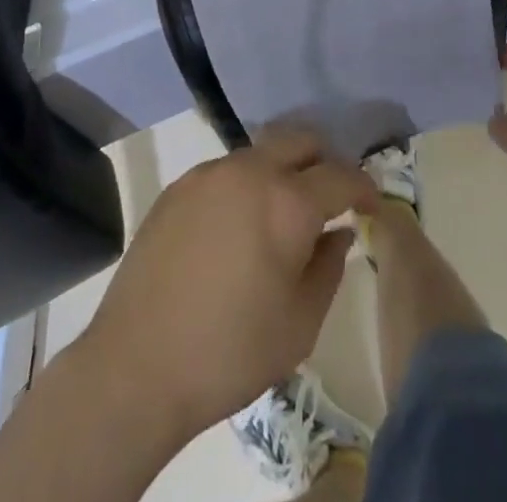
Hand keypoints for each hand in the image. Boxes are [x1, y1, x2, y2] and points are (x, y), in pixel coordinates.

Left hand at [79, 129, 378, 444]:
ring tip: (282, 214)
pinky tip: (236, 227)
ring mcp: (209, 174)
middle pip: (300, 140)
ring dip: (282, 171)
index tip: (372, 205)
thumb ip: (328, 269)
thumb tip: (337, 234)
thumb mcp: (300, 325)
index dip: (364, 187)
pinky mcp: (179, 187)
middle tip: (330, 198)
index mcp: (288, 203)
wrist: (135, 367)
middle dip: (324, 162)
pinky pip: (226, 171)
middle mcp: (250, 171)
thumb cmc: (229, 353)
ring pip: (261, 152)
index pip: (341, 175)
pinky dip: (246, 185)